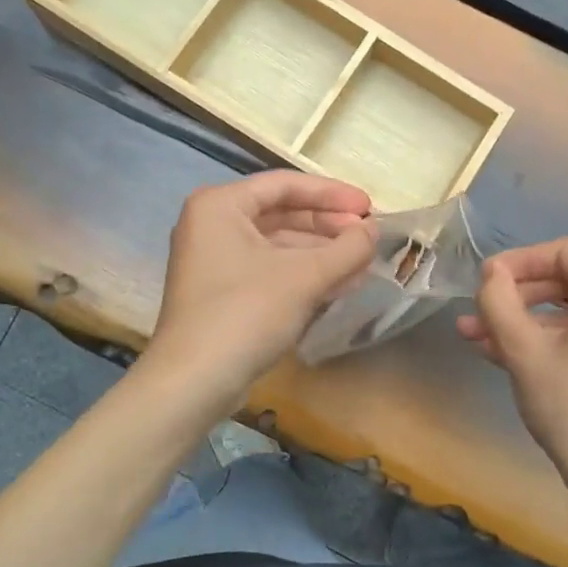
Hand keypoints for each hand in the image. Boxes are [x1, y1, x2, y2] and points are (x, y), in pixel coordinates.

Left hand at [147, 171, 375, 399]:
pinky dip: (302, 275)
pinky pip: (269, 271)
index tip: (368, 208)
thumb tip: (373, 231)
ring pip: (277, 246)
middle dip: (328, 226)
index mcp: (220, 205)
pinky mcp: (221, 294)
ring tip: (361, 263)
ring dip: (320, 254)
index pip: (285, 185)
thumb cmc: (246, 313)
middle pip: (281, 214)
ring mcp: (214, 262)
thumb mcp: (305, 277)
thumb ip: (346, 248)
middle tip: (367, 237)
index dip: (332, 194)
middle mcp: (211, 225)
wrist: (194, 381)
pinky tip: (338, 285)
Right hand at [458, 236, 567, 533]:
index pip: (564, 251)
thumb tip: (490, 273)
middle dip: (518, 296)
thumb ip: (500, 302)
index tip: (483, 282)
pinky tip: (509, 356)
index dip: (518, 260)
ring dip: (528, 321)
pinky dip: (555, 340)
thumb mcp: (525, 353)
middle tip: (477, 313)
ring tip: (478, 338)